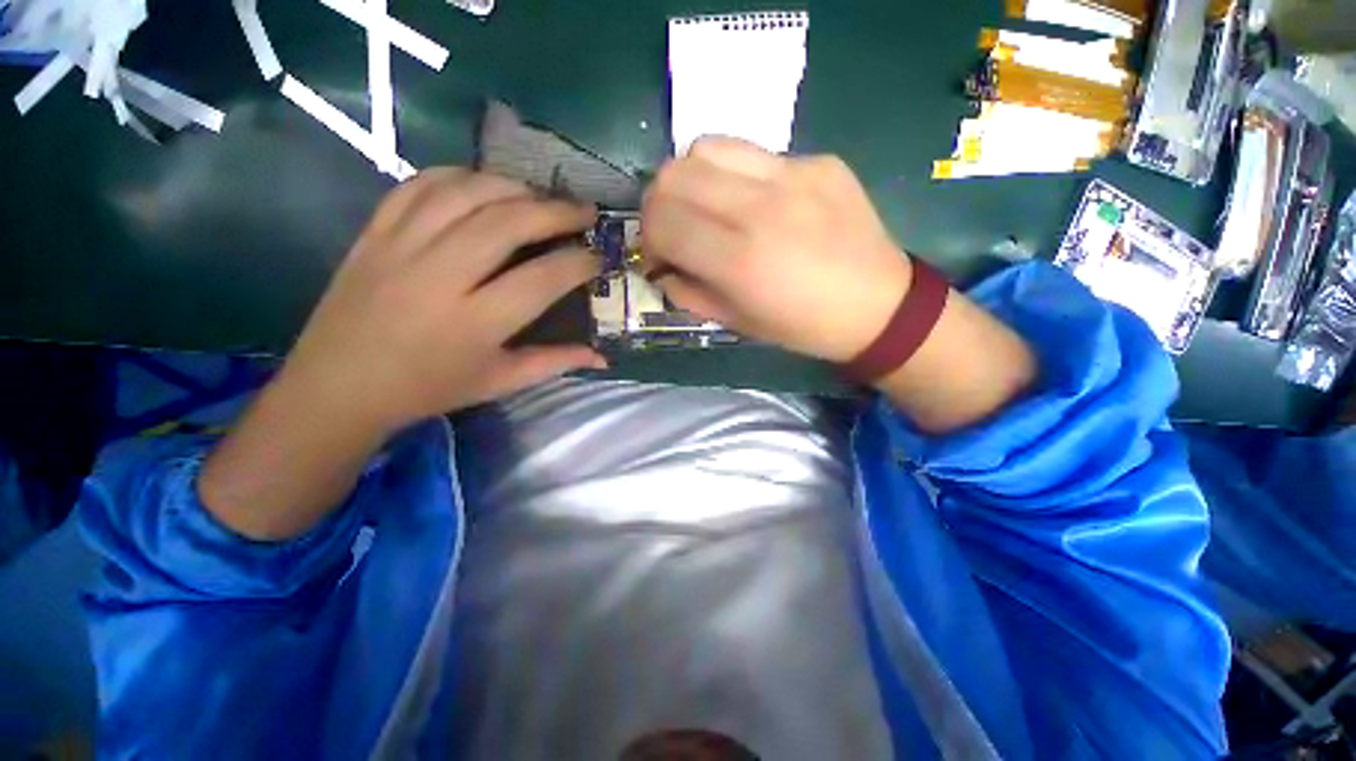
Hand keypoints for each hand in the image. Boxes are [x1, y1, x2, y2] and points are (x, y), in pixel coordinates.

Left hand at [276, 167, 603, 432]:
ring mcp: (401, 247)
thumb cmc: (429, 389)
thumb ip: (554, 363)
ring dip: (513, 187)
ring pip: (465, 193)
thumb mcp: (499, 382)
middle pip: (506, 223)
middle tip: (585, 211)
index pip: (541, 279)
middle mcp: (439, 277)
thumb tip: (602, 358)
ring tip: (541, 195)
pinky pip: (420, 186)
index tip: (599, 257)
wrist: (339, 386)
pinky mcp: (375, 232)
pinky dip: (459, 176)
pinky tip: (484, 184)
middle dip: (555, 212)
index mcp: (474, 323)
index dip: (578, 263)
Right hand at [642, 137, 912, 362]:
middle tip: (673, 229)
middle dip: (659, 204)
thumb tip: (662, 267)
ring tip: (706, 208)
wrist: (878, 306)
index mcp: (739, 260)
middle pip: (673, 174)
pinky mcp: (817, 160)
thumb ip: (688, 292)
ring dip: (690, 179)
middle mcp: (760, 207)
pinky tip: (754, 203)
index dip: (648, 239)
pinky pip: (753, 154)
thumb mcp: (736, 322)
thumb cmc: (803, 326)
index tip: (659, 256)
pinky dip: (734, 176)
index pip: (661, 221)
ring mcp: (792, 174)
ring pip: (707, 147)